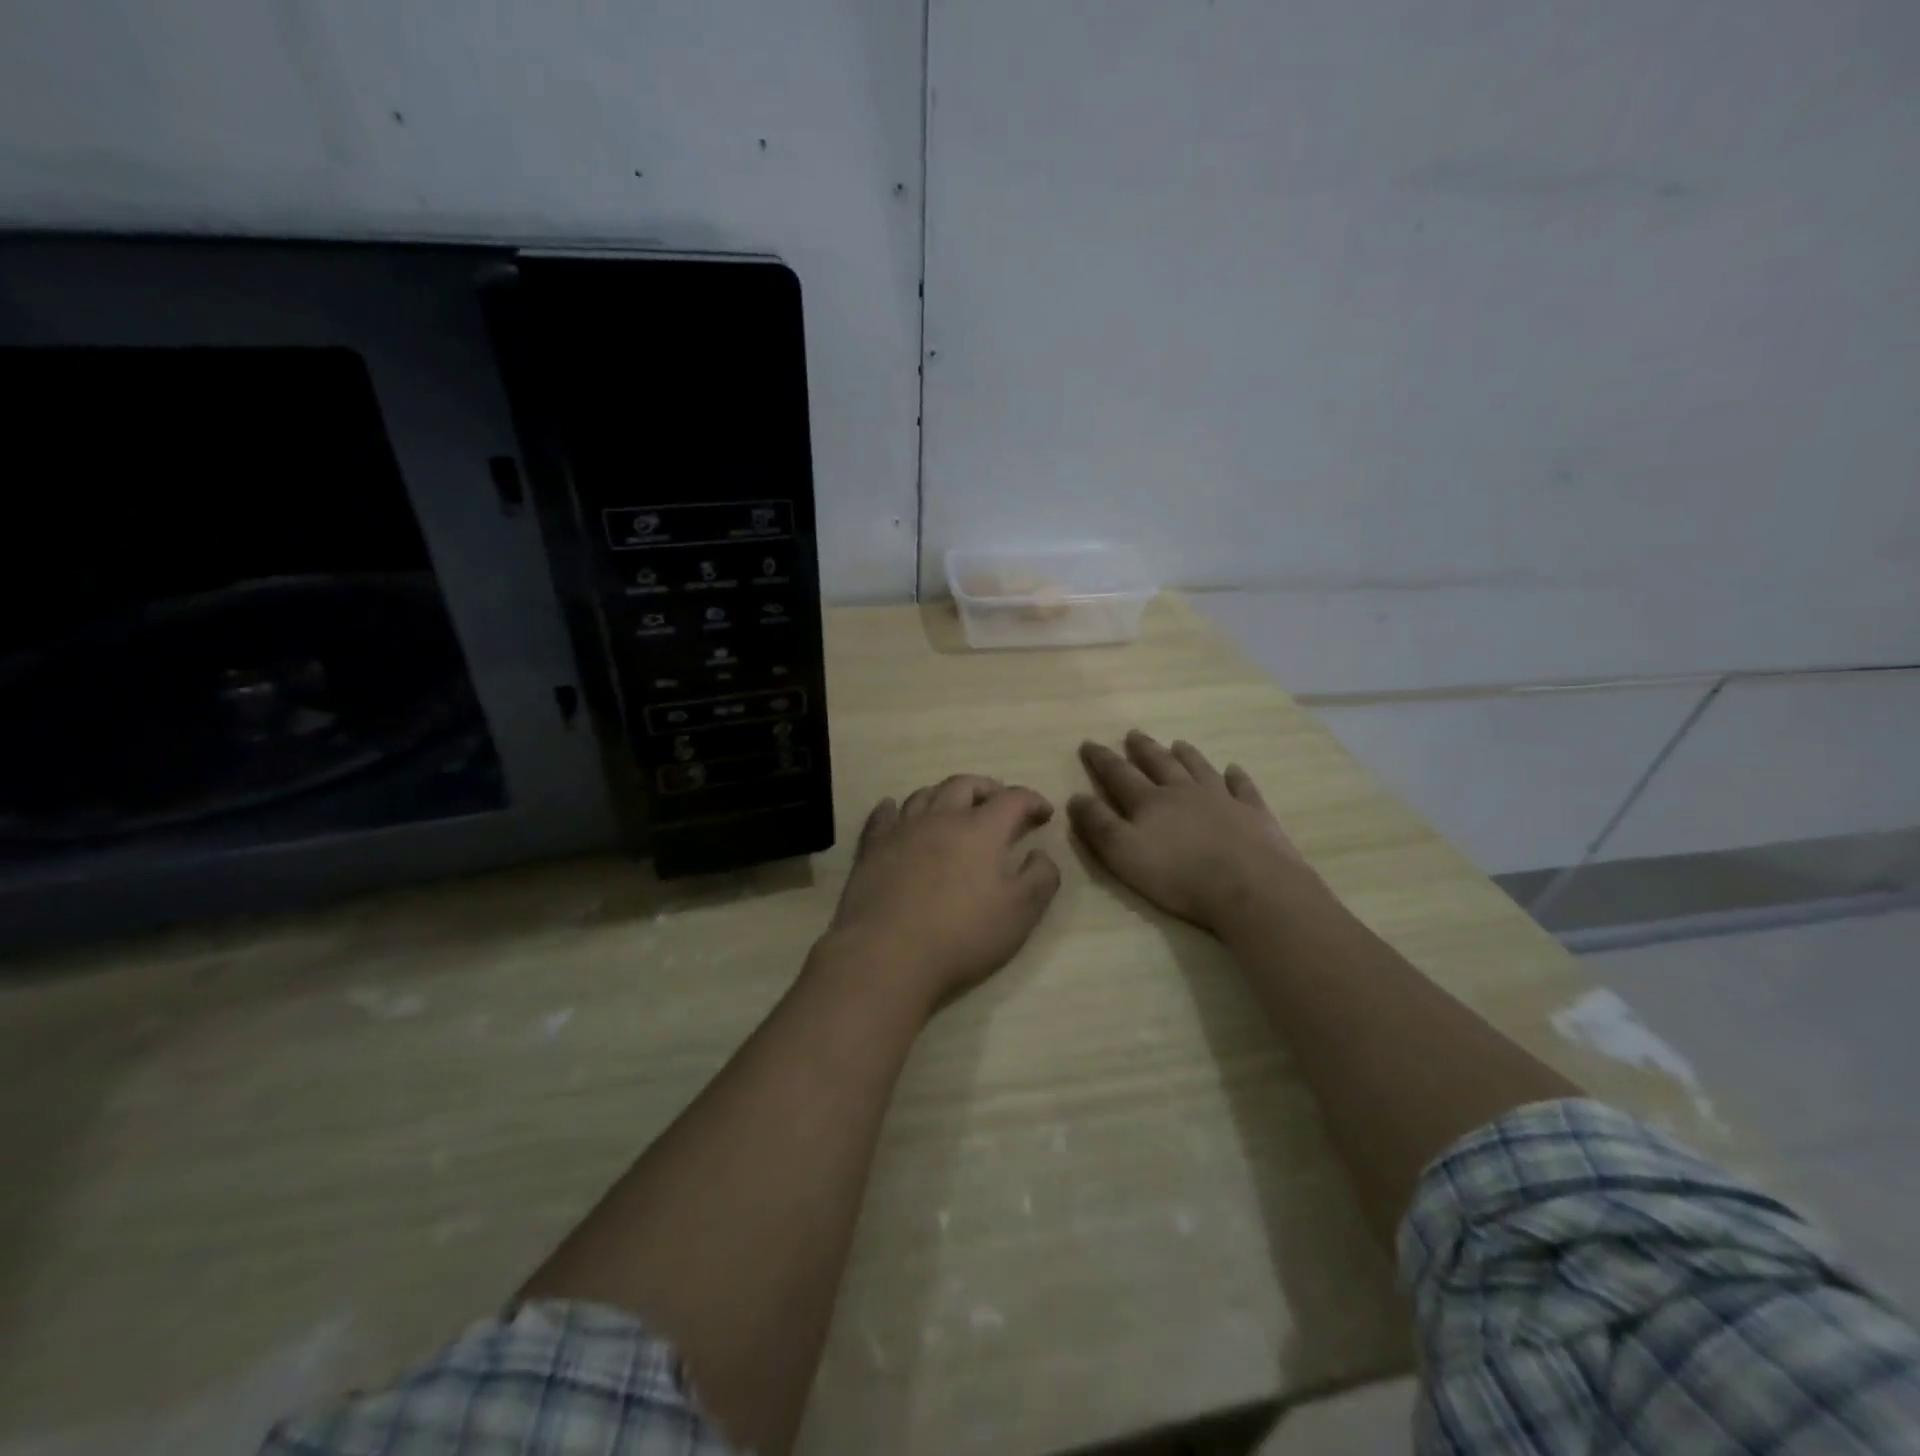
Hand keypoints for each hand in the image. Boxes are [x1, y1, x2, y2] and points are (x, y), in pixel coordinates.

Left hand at [824, 775, 1060, 1010]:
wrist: (887, 955)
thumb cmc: (962, 935)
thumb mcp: (1021, 912)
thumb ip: (1040, 877)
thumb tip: (1041, 854)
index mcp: (981, 829)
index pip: (1013, 799)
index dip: (1033, 801)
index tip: (1044, 814)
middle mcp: (940, 818)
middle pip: (965, 785)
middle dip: (987, 789)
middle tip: (999, 803)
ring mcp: (902, 830)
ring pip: (924, 794)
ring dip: (945, 795)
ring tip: (954, 808)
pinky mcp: (871, 848)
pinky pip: (882, 816)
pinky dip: (892, 808)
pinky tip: (892, 809)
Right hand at [1070, 731, 1311, 932]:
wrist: (1249, 887)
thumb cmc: (1178, 876)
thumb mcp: (1123, 854)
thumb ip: (1098, 824)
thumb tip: (1076, 796)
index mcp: (1149, 802)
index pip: (1119, 774)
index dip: (1102, 759)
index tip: (1089, 743)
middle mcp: (1184, 792)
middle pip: (1160, 763)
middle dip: (1143, 749)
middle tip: (1133, 734)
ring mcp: (1222, 799)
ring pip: (1200, 768)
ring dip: (1187, 755)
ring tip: (1178, 743)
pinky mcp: (1253, 814)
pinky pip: (1242, 788)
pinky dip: (1236, 777)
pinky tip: (1234, 770)